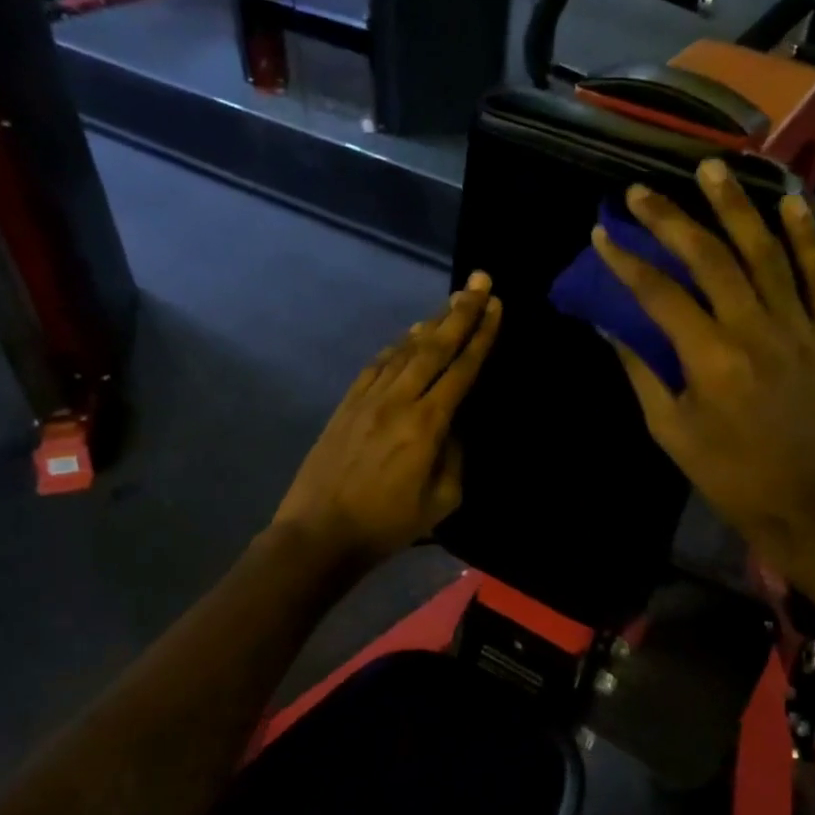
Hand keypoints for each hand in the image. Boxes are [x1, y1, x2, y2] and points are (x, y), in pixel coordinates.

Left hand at [273, 273, 501, 567]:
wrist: (319, 532)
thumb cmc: (387, 524)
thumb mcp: (441, 501)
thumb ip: (455, 456)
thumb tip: (454, 424)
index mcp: (426, 424)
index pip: (461, 370)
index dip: (481, 336)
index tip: (495, 307)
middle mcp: (398, 400)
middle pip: (434, 347)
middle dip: (460, 313)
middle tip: (480, 282)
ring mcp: (368, 398)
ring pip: (404, 350)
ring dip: (431, 324)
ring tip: (451, 303)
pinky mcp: (346, 404)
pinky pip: (377, 366)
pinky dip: (396, 347)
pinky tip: (408, 337)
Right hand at [591, 161, 814, 572]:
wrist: (804, 500)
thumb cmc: (726, 472)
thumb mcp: (669, 429)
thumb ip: (641, 371)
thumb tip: (610, 326)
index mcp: (710, 358)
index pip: (660, 294)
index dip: (627, 261)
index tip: (603, 234)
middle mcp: (755, 330)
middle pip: (709, 259)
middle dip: (671, 219)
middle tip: (642, 189)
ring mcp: (798, 327)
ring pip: (766, 253)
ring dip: (736, 207)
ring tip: (712, 168)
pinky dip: (807, 238)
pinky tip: (789, 203)